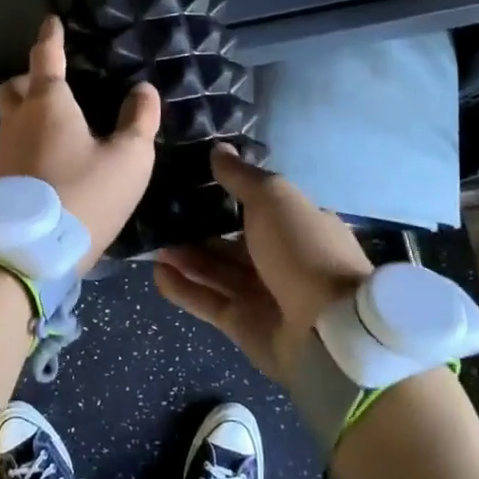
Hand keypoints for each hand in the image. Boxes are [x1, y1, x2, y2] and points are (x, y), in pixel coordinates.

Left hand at [0, 15, 160, 273]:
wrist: (35, 254)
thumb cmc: (86, 195)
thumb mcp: (129, 158)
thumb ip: (139, 120)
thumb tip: (144, 90)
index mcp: (48, 103)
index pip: (46, 56)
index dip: (51, 36)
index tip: (51, 21)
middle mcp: (19, 119)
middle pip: (16, 85)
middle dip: (32, 77)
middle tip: (58, 84)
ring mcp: (5, 149)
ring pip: (11, 115)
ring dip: (28, 109)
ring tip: (61, 122)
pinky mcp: (2, 178)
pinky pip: (14, 142)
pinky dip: (30, 137)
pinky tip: (54, 155)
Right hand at [153, 146, 374, 386]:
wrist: (327, 330)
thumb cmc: (302, 250)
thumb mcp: (273, 198)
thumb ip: (241, 176)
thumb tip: (218, 148)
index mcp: (297, 225)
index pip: (256, 206)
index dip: (224, 194)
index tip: (189, 181)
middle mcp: (280, 258)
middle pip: (231, 240)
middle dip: (197, 227)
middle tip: (160, 213)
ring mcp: (262, 294)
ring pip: (215, 269)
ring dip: (185, 256)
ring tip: (151, 241)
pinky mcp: (242, 324)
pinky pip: (207, 300)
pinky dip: (183, 287)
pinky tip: (156, 272)